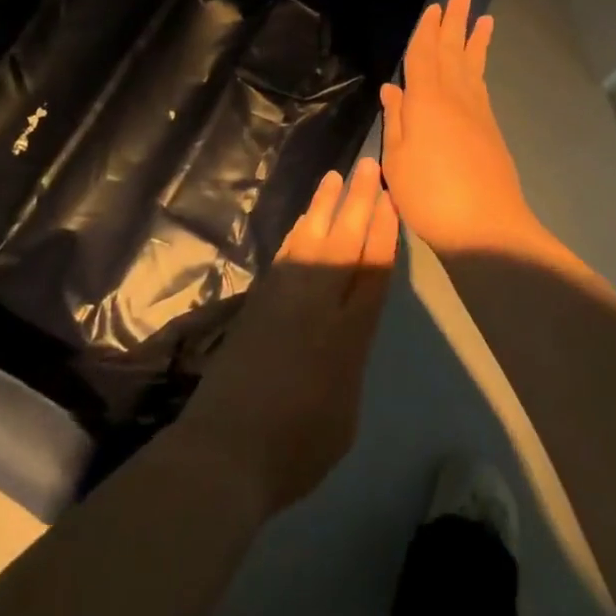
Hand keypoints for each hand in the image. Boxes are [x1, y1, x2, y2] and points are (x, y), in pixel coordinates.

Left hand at [171, 157, 398, 516]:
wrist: (225, 449)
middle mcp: (317, 302)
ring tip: (336, 177)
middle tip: (369, 166)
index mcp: (348, 334)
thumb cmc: (295, 448)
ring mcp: (284, 296)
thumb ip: (349, 363)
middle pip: (344, 241)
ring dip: (325, 205)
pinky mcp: (258, 300)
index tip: (390, 198)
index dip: (383, 232)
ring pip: (311, 237)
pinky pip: (287, 253)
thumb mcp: (345, 415)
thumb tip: (343, 332)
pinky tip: (305, 219)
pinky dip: (299, 231)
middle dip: (359, 201)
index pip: (372, 270)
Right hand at [380, 0, 540, 255]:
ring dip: (475, 40)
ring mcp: (477, 113)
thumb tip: (392, 88)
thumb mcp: (398, 160)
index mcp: (426, 100)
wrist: (486, 229)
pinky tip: (477, 67)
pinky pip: (481, 86)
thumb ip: (397, 120)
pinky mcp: (490, 130)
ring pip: (472, 66)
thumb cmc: (430, 195)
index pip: (424, 55)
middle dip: (456, 21)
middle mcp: (455, 98)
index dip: (427, 30)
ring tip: (483, 18)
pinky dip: (480, 68)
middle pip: (453, 51)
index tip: (435, 6)